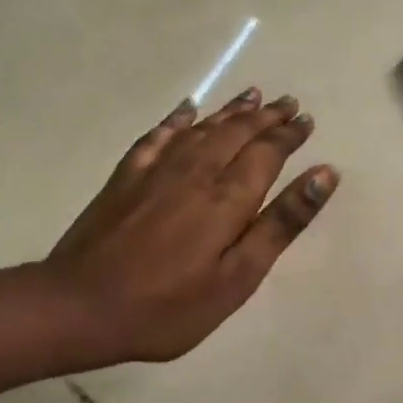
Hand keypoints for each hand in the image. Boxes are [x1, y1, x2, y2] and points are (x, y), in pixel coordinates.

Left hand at [43, 89, 337, 364]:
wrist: (79, 307)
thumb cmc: (168, 306)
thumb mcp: (237, 278)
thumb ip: (281, 224)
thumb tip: (323, 174)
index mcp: (228, 197)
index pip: (267, 152)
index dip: (289, 134)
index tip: (306, 119)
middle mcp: (196, 171)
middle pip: (238, 132)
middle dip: (267, 116)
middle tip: (288, 102)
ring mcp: (157, 170)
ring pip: (203, 127)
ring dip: (231, 110)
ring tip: (252, 95)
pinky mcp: (127, 176)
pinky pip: (159, 135)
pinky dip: (178, 119)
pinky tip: (187, 109)